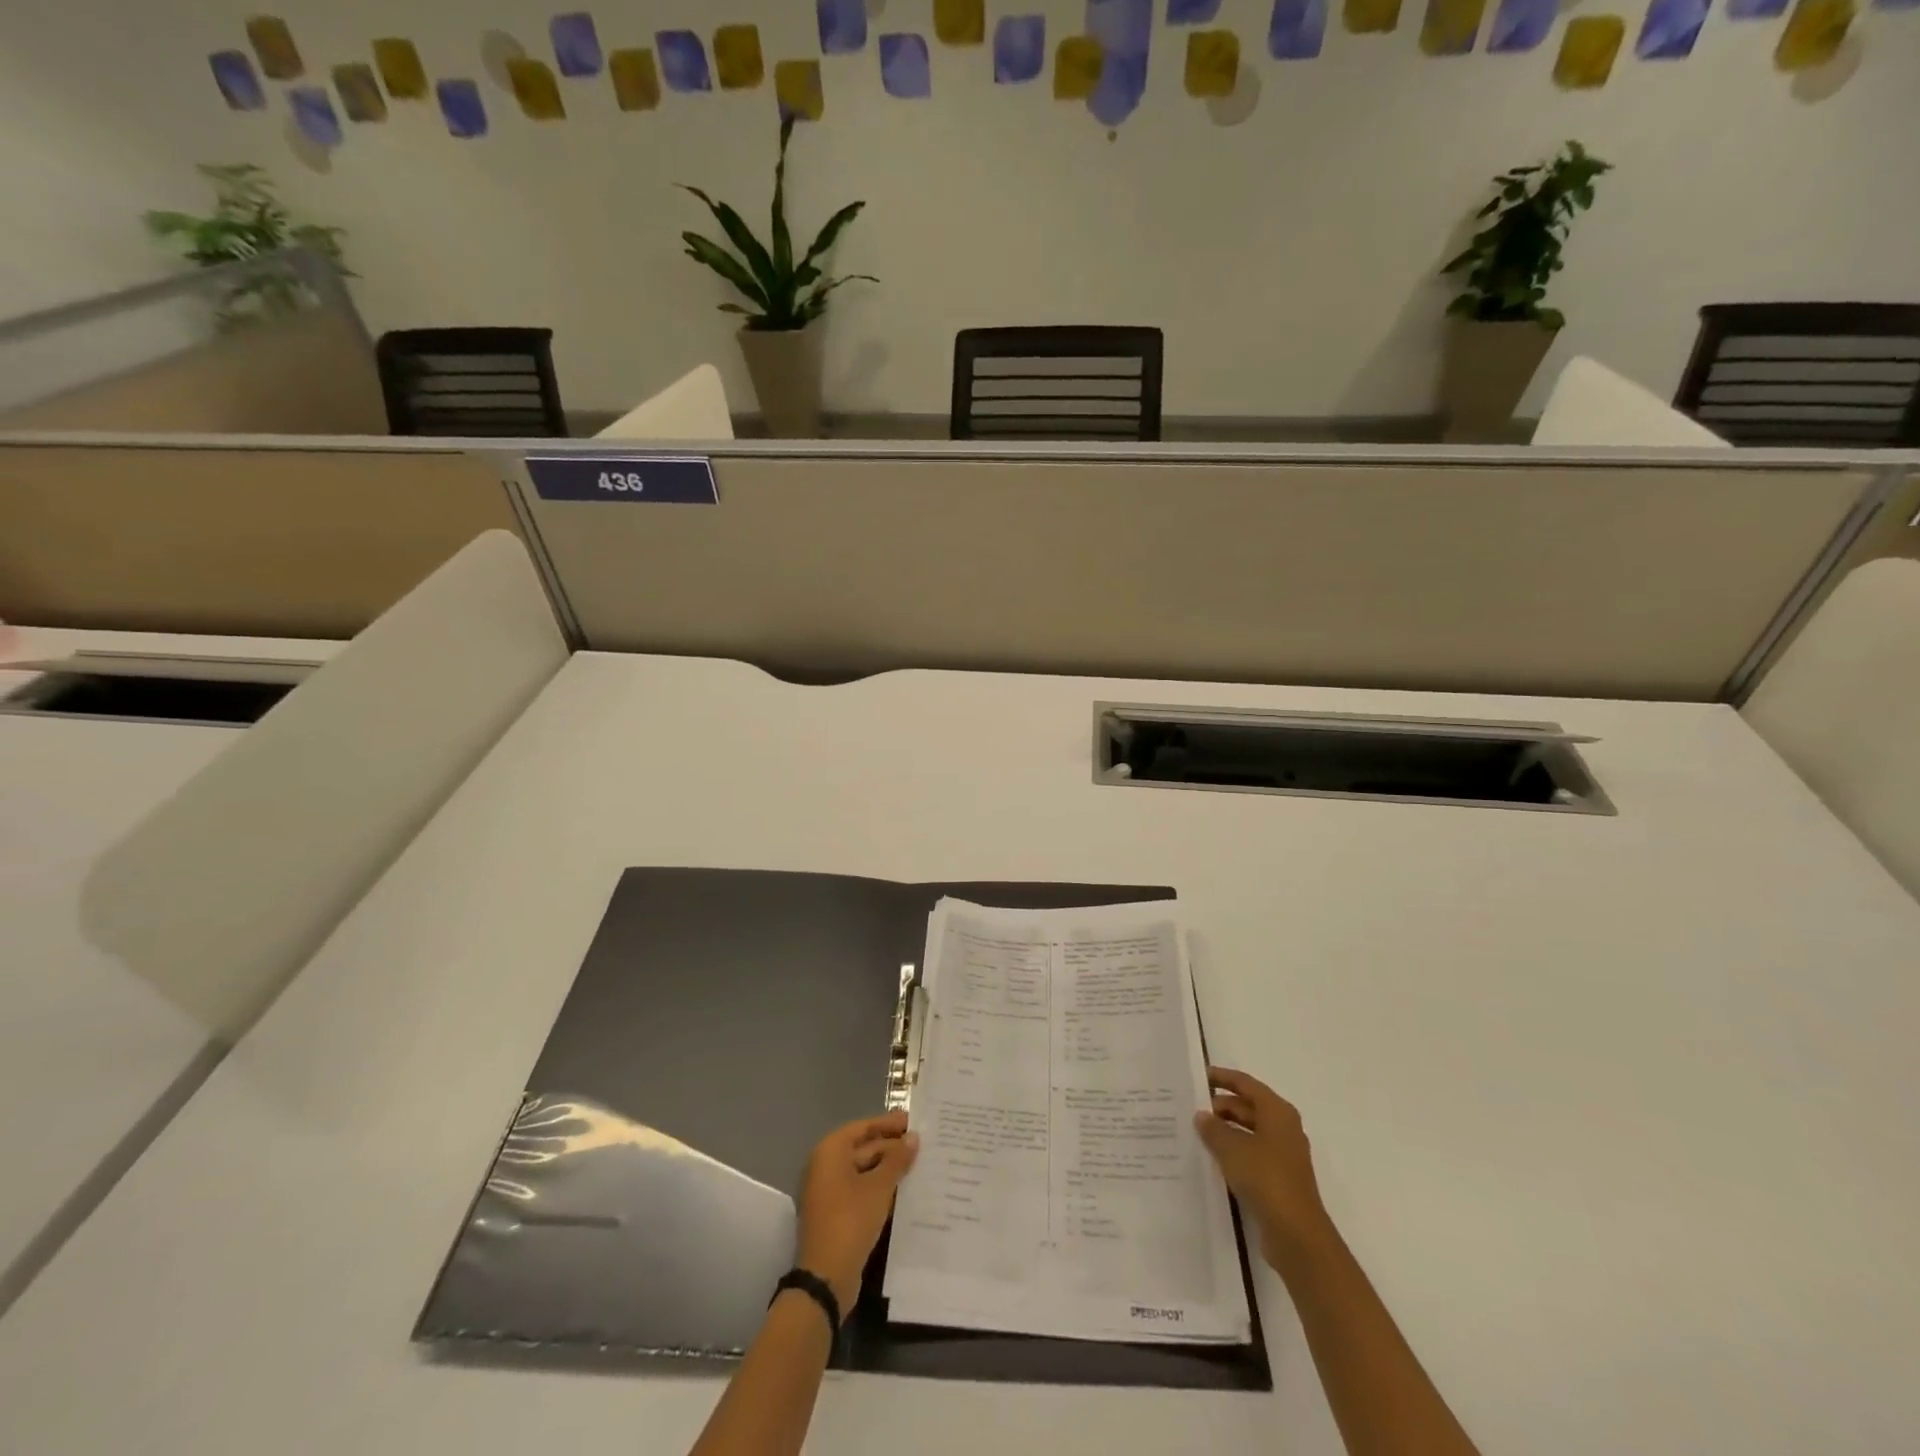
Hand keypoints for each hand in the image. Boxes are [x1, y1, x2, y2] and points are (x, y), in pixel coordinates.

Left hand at [796, 1110, 919, 1310]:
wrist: (826, 1277)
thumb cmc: (851, 1220)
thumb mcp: (879, 1187)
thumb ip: (897, 1160)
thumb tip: (913, 1138)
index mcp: (831, 1152)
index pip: (863, 1127)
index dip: (888, 1123)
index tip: (913, 1120)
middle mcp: (826, 1166)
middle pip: (863, 1148)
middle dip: (891, 1146)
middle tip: (922, 1143)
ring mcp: (830, 1192)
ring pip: (864, 1171)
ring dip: (888, 1168)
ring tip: (919, 1164)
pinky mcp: (836, 1214)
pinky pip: (861, 1190)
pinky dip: (881, 1187)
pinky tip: (905, 1190)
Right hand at [1195, 1067, 1331, 1269]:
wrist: (1297, 1236)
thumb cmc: (1266, 1179)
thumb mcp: (1232, 1149)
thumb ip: (1213, 1128)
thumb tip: (1202, 1116)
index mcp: (1277, 1112)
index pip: (1246, 1084)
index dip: (1222, 1078)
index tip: (1198, 1076)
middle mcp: (1283, 1129)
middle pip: (1248, 1107)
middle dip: (1221, 1106)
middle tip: (1191, 1108)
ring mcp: (1283, 1156)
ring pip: (1249, 1132)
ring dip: (1225, 1130)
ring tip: (1196, 1132)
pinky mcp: (1278, 1180)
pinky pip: (1251, 1154)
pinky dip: (1233, 1151)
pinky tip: (1212, 1159)